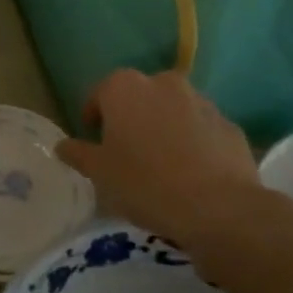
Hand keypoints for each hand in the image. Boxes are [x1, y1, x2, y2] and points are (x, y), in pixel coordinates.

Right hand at [54, 69, 262, 254]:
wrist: (218, 209)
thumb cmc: (145, 183)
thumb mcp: (98, 172)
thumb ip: (77, 153)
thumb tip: (62, 146)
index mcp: (125, 88)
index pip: (99, 93)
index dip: (93, 117)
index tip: (93, 140)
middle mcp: (164, 84)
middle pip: (139, 97)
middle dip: (131, 118)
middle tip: (126, 151)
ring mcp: (202, 103)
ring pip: (173, 111)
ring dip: (164, 128)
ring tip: (161, 164)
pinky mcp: (230, 127)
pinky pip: (202, 130)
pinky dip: (194, 144)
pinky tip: (191, 174)